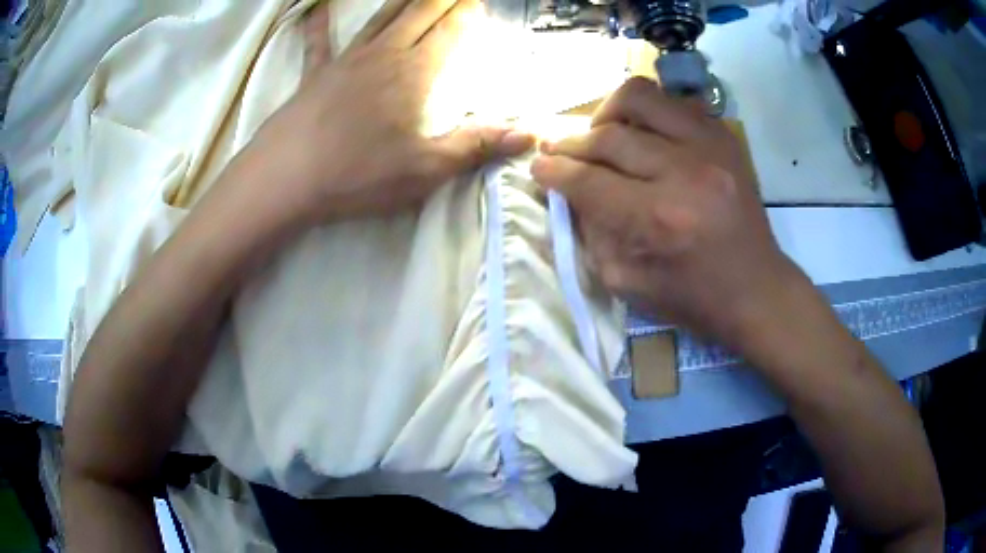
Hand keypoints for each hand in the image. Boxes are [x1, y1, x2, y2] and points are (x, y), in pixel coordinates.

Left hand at [247, 0, 533, 224]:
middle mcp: (382, 56)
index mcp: (413, 75)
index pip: (449, 33)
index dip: (466, 14)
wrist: (285, 178)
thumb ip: (476, 146)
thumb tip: (529, 135)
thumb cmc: (356, 175)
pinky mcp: (313, 75)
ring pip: (380, 18)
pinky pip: (317, 42)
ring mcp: (345, 61)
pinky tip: (316, 7)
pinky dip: (318, 23)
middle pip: (418, 14)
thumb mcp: (425, 170)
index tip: (478, 2)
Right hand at [532, 77, 803, 351]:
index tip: (539, 168)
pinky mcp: (725, 138)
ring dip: (608, 112)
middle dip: (572, 143)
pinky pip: (674, 102)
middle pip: (608, 135)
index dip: (553, 171)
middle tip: (560, 152)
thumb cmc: (691, 297)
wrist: (755, 289)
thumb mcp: (626, 281)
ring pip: (640, 97)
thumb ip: (590, 231)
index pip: (588, 180)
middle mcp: (684, 173)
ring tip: (602, 132)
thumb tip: (566, 190)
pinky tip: (643, 133)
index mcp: (658, 219)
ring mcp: (710, 147)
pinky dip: (648, 112)